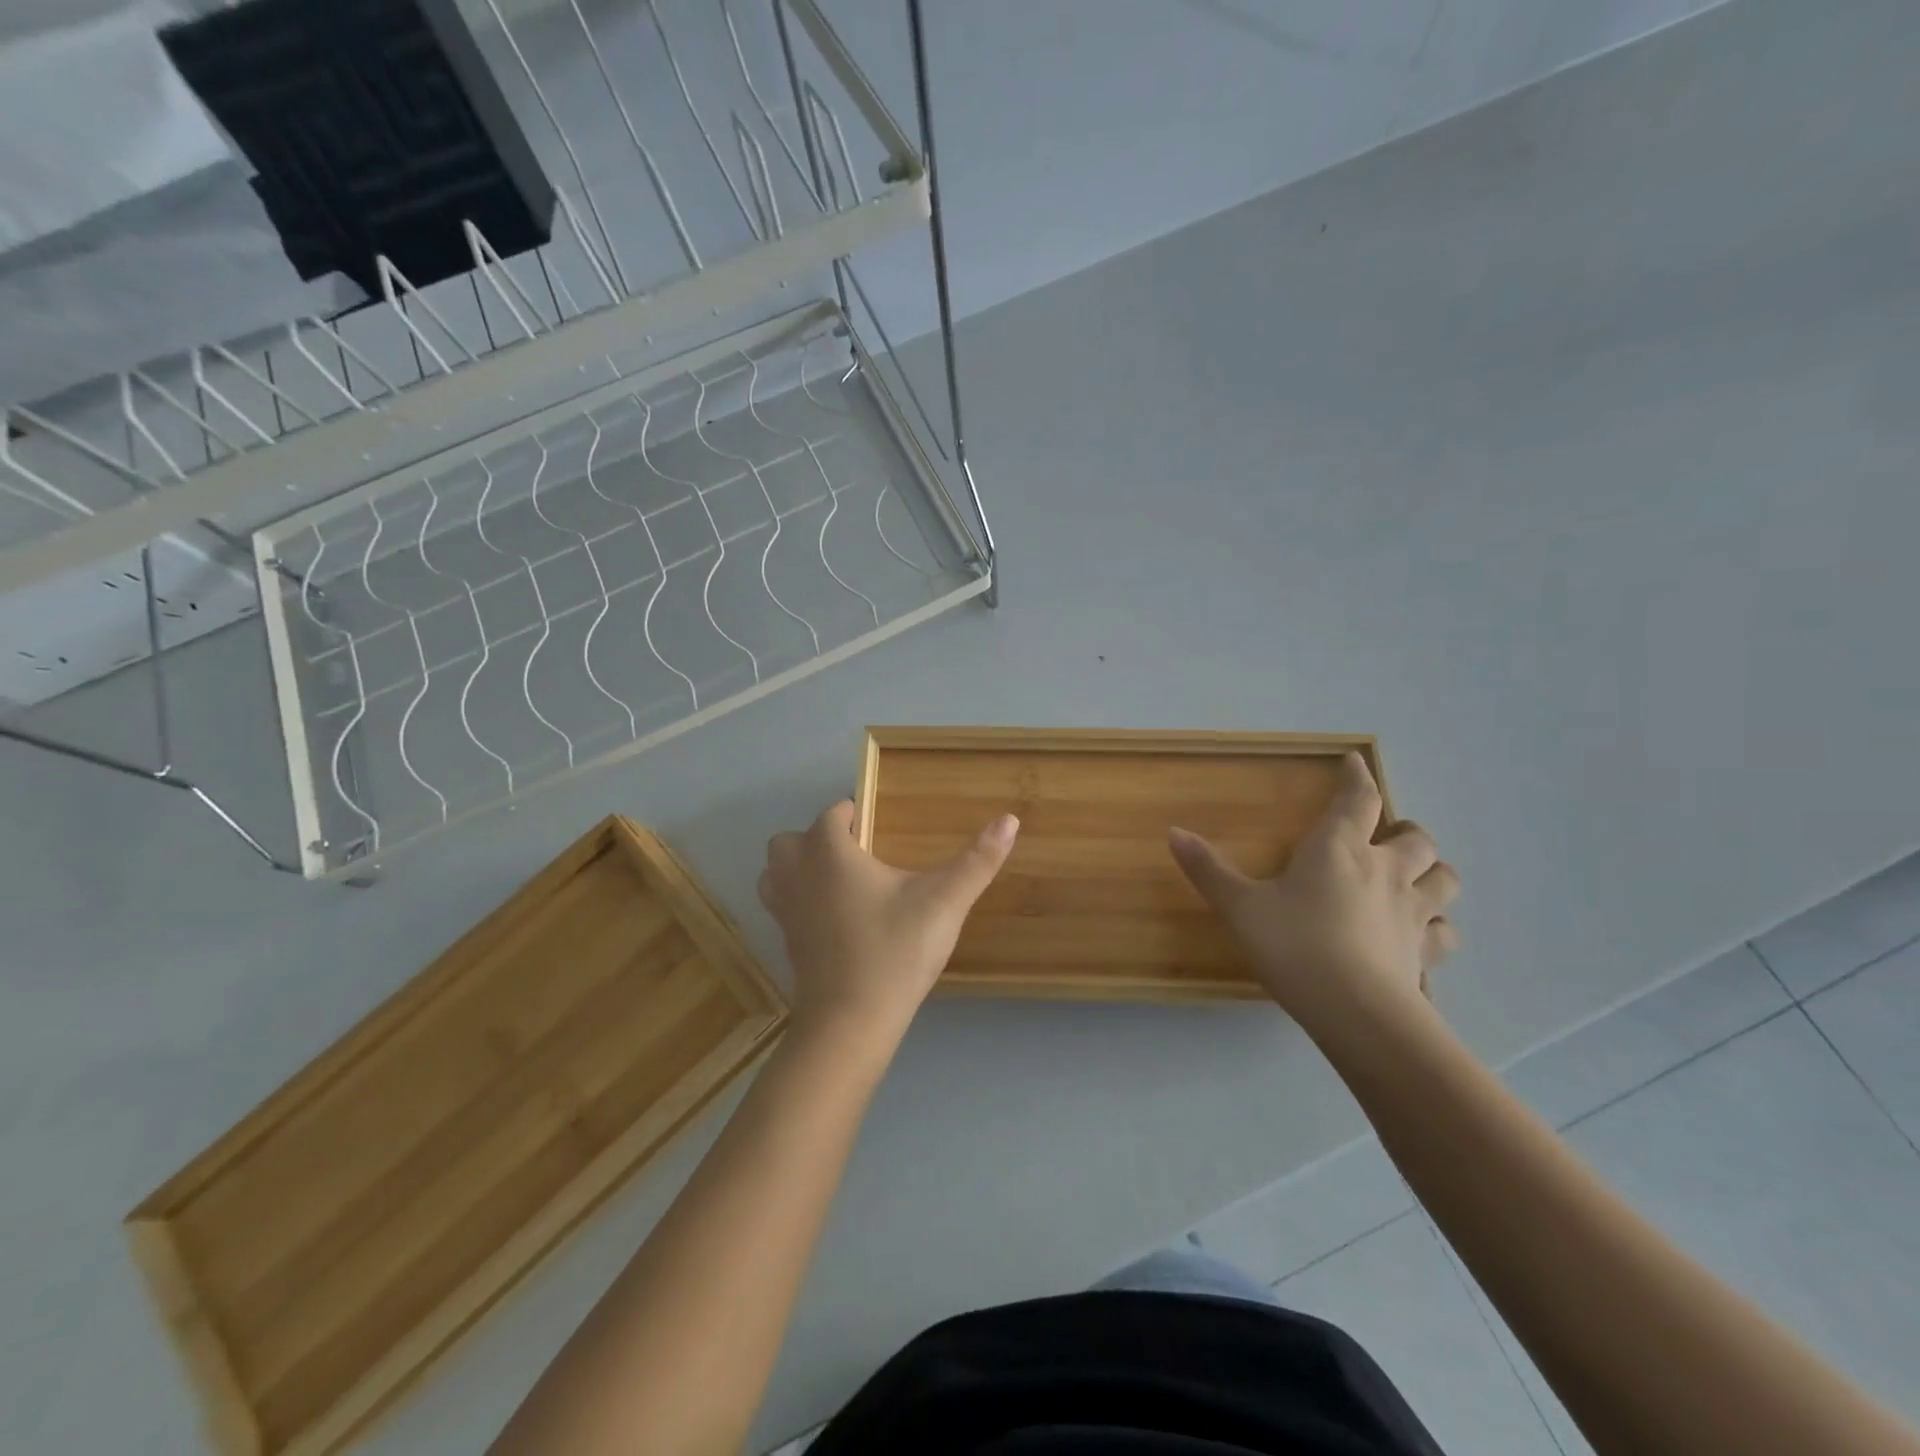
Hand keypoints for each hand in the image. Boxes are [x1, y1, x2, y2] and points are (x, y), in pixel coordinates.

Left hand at [758, 800, 1019, 1044]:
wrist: (850, 1024)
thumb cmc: (895, 952)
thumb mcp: (945, 902)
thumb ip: (978, 860)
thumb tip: (1010, 819)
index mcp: (829, 853)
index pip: (832, 814)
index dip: (854, 814)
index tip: (879, 824)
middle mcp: (798, 875)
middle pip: (791, 840)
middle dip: (818, 838)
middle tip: (859, 854)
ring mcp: (786, 912)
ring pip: (776, 872)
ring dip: (798, 867)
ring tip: (840, 881)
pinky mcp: (786, 944)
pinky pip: (781, 906)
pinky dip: (798, 900)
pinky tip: (834, 918)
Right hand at [1167, 752, 1458, 1034]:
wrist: (1355, 1011)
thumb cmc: (1294, 944)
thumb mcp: (1241, 907)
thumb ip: (1209, 870)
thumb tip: (1173, 832)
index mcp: (1339, 848)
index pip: (1358, 799)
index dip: (1356, 777)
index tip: (1354, 761)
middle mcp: (1385, 870)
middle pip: (1417, 838)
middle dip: (1405, 830)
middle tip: (1388, 835)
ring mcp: (1413, 912)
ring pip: (1444, 879)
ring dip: (1432, 872)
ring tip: (1415, 878)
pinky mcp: (1425, 953)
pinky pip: (1444, 933)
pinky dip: (1436, 928)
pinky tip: (1421, 935)